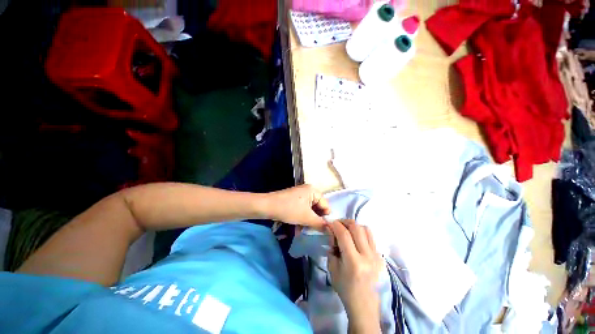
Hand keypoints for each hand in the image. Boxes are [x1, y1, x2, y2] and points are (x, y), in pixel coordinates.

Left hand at [265, 185, 330, 228]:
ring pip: (309, 210)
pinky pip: (302, 209)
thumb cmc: (289, 209)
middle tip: (315, 231)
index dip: (326, 217)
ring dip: (309, 220)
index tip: (325, 229)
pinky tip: (299, 228)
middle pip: (318, 207)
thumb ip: (320, 224)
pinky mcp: (294, 200)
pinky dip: (302, 218)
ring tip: (306, 231)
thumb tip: (330, 230)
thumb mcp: (306, 217)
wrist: (267, 206)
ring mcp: (300, 195)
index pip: (325, 205)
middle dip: (316, 219)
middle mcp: (308, 191)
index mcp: (313, 191)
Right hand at [327, 220, 382, 333]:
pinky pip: (371, 237)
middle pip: (356, 228)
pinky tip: (356, 238)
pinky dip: (361, 232)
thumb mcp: (332, 268)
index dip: (336, 225)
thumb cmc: (345, 288)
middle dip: (345, 222)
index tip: (330, 223)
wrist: (364, 304)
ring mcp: (376, 256)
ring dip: (354, 226)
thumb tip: (332, 231)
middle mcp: (367, 256)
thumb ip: (332, 247)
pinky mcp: (381, 256)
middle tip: (338, 224)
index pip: (344, 235)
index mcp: (353, 262)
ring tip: (347, 229)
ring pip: (365, 229)